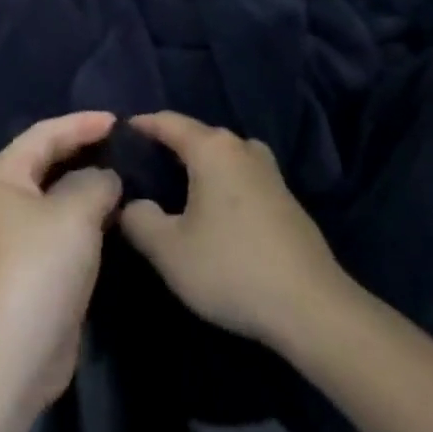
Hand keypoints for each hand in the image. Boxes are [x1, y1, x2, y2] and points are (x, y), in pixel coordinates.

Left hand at [0, 112, 121, 410]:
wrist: (20, 349)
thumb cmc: (42, 265)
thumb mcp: (75, 211)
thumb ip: (96, 181)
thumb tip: (106, 177)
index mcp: (4, 173)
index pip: (45, 133)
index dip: (81, 123)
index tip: (118, 120)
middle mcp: (6, 195)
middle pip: (48, 158)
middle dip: (84, 147)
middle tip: (123, 142)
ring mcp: (19, 230)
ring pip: (58, 190)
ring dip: (88, 180)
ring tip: (125, 171)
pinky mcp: (35, 260)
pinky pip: (64, 219)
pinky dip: (87, 210)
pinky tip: (114, 210)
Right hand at [119, 111, 358, 350]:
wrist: (313, 310)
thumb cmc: (233, 269)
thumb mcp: (169, 251)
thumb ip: (139, 220)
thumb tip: (131, 203)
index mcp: (212, 148)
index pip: (168, 122)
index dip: (141, 125)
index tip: (119, 134)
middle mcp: (241, 148)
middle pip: (197, 136)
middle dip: (169, 146)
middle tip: (142, 167)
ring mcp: (269, 172)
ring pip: (223, 156)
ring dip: (199, 165)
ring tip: (177, 187)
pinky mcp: (286, 199)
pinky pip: (242, 176)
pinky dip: (222, 183)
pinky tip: (214, 212)